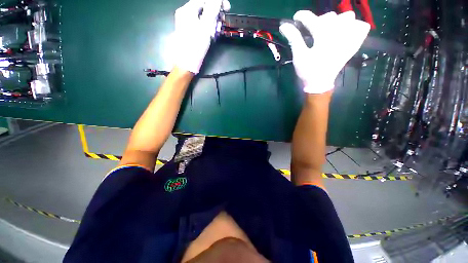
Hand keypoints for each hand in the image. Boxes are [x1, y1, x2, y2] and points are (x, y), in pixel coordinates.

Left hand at [172, 0, 230, 73]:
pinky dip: (208, 27)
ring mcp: (186, 23)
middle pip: (203, 7)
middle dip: (215, 12)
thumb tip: (217, 0)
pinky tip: (212, 33)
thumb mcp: (205, 27)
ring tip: (217, 29)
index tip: (227, 8)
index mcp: (187, 10)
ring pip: (203, 16)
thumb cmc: (195, 46)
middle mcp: (185, 14)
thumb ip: (212, 11)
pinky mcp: (189, 32)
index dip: (217, 1)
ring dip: (212, 21)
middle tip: (222, 20)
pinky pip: (200, 24)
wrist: (186, 63)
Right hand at [280, 11, 369, 93]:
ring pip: (348, 17)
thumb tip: (284, 25)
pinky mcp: (354, 44)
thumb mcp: (299, 56)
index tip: (296, 18)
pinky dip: (355, 26)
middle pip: (330, 17)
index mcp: (323, 38)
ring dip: (336, 21)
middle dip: (318, 21)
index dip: (302, 16)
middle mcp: (339, 35)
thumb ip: (293, 39)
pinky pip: (362, 27)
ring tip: (328, 31)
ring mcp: (349, 39)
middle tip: (311, 31)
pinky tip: (345, 32)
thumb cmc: (308, 71)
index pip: (313, 19)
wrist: (320, 83)